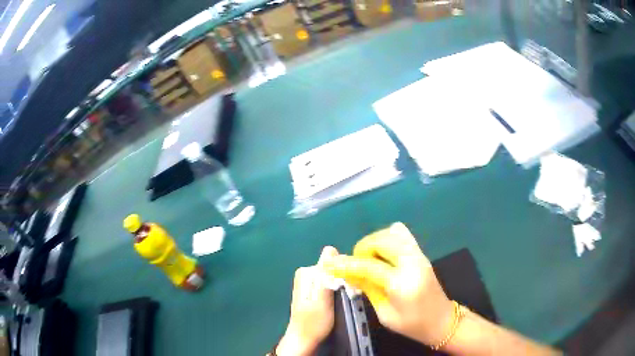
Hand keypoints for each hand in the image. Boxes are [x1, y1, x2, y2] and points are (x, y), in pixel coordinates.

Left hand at [277, 246, 337, 355]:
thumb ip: (324, 276)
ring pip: (332, 274)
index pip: (332, 259)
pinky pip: (329, 281)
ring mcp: (308, 281)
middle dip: (342, 277)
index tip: (350, 284)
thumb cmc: (314, 322)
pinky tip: (338, 299)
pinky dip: (336, 288)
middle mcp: (305, 273)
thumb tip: (330, 249)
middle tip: (347, 294)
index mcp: (306, 272)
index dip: (344, 270)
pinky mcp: (313, 288)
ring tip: (343, 298)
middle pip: (332, 266)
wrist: (304, 338)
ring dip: (340, 284)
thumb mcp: (322, 299)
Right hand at [324, 223, 453, 345]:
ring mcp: (420, 255)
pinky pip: (403, 235)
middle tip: (355, 264)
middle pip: (382, 240)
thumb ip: (368, 289)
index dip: (347, 264)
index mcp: (402, 283)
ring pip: (392, 233)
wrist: (442, 321)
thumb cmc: (412, 325)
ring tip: (369, 259)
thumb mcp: (384, 314)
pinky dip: (388, 238)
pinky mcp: (422, 254)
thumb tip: (349, 274)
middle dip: (362, 248)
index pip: (369, 266)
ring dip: (375, 242)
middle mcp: (413, 263)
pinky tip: (383, 252)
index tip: (329, 264)